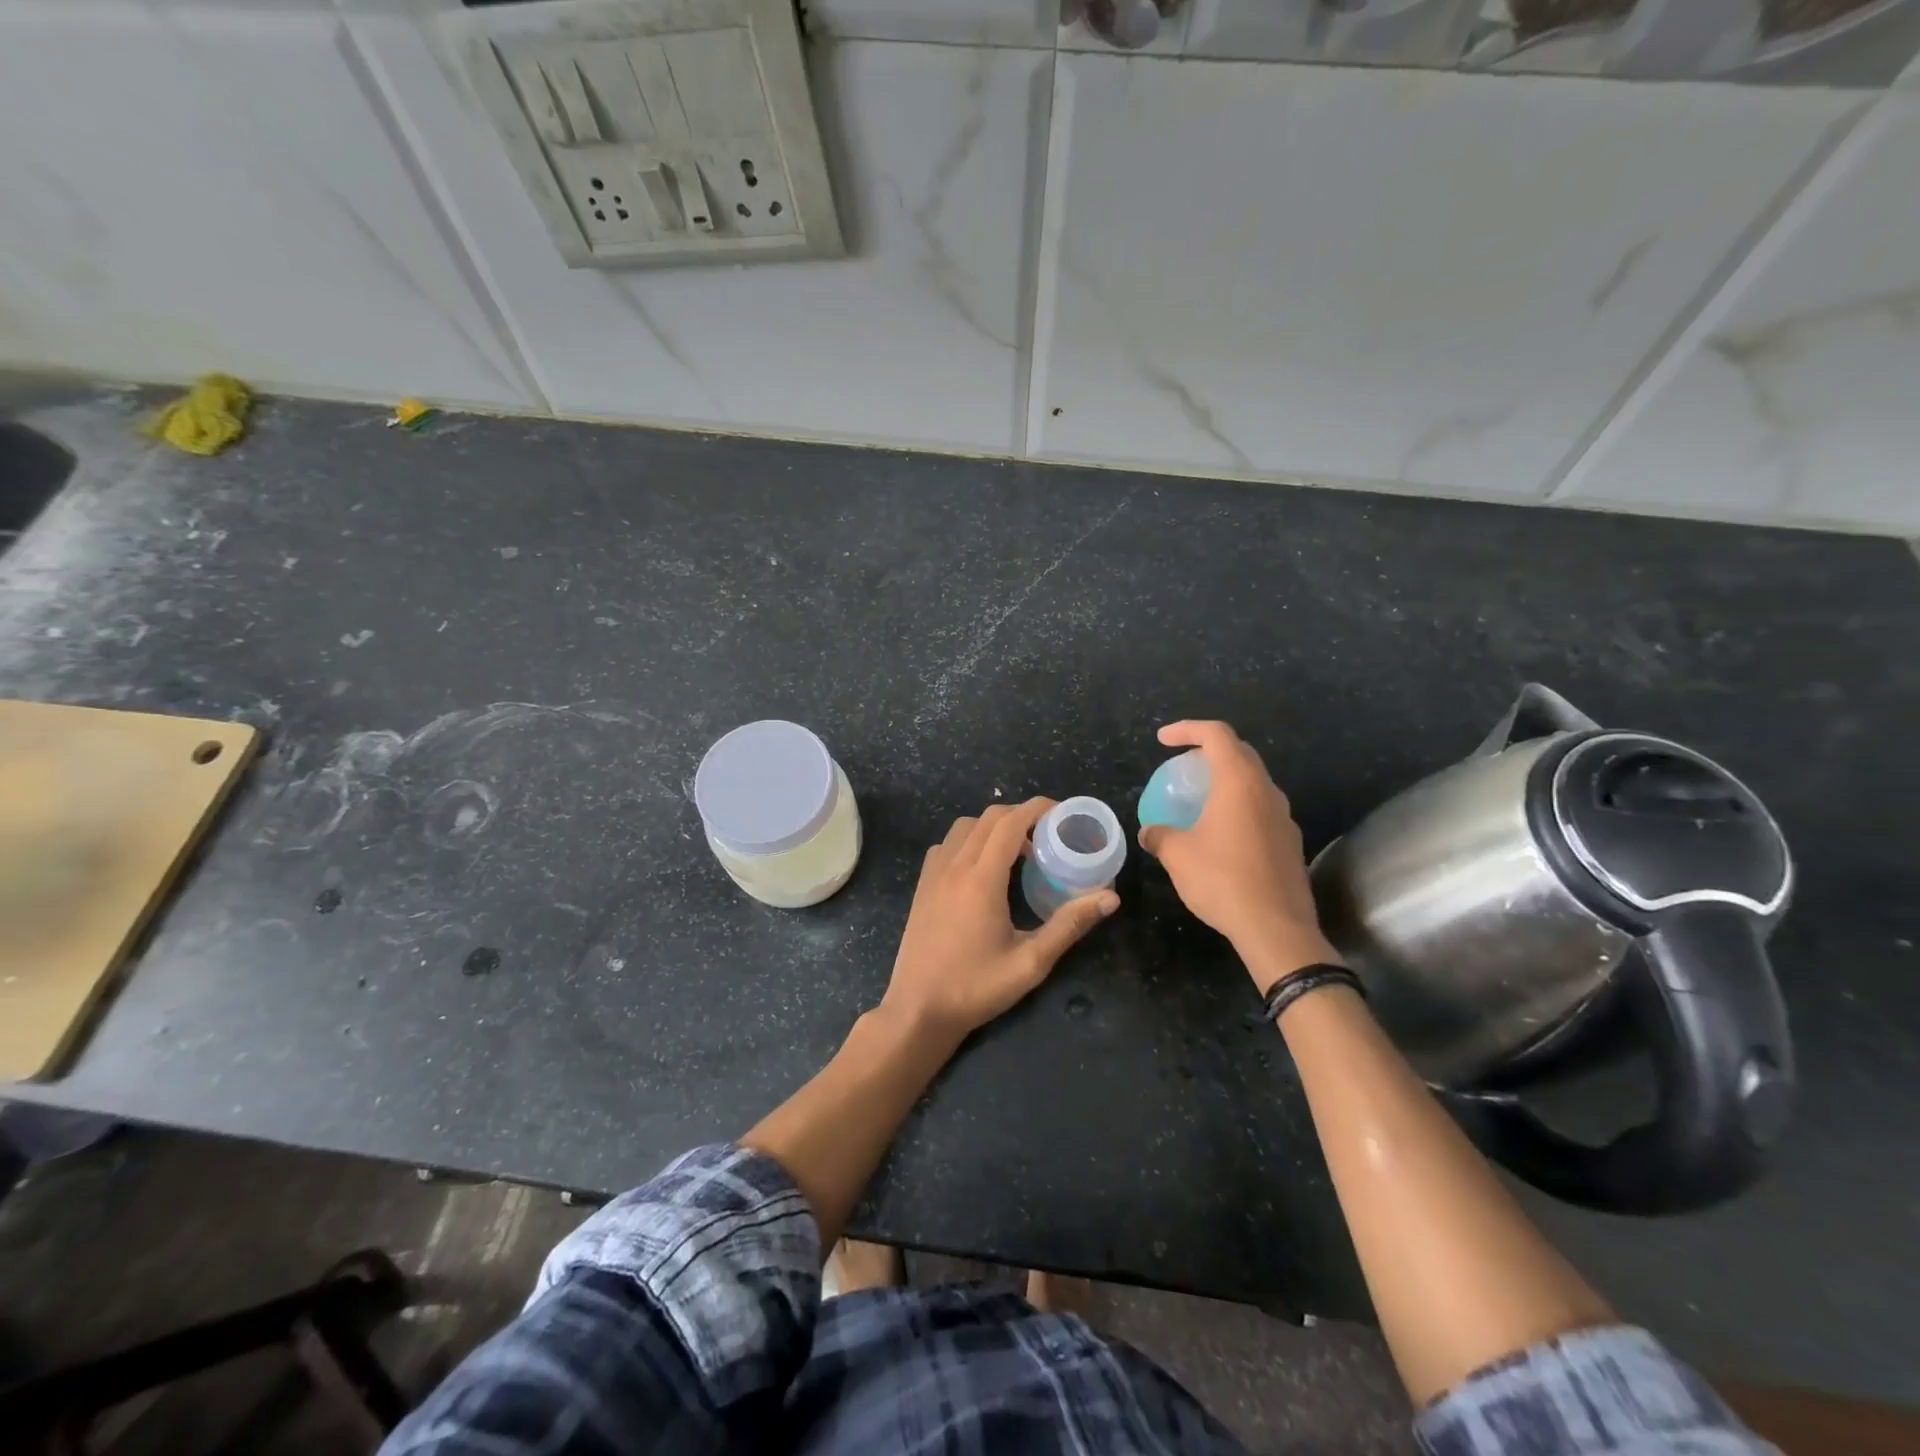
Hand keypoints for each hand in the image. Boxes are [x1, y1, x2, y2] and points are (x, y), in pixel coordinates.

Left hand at [883, 799, 1118, 1043]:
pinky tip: (981, 869)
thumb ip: (1069, 925)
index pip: (1009, 822)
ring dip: (992, 827)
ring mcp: (932, 875)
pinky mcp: (921, 886)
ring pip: (963, 827)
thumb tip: (1110, 898)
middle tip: (1046, 835)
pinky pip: (945, 846)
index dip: (1037, 808)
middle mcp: (954, 867)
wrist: (918, 1010)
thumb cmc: (976, 988)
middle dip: (1019, 815)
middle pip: (987, 818)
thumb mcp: (1031, 963)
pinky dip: (968, 841)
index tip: (1062, 813)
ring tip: (1016, 852)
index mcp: (981, 879)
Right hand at [1137, 721, 1337, 991]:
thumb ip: (1160, 836)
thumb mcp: (1178, 855)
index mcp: (1239, 782)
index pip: (1216, 734)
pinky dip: (1239, 808)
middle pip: (1240, 753)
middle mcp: (1266, 791)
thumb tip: (1149, 833)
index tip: (1163, 739)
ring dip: (1227, 781)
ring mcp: (1284, 817)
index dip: (1187, 729)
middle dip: (1209, 750)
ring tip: (1201, 799)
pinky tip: (1222, 835)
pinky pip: (1261, 810)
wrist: (1276, 928)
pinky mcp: (1290, 843)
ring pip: (1254, 783)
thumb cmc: (1222, 880)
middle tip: (1183, 765)